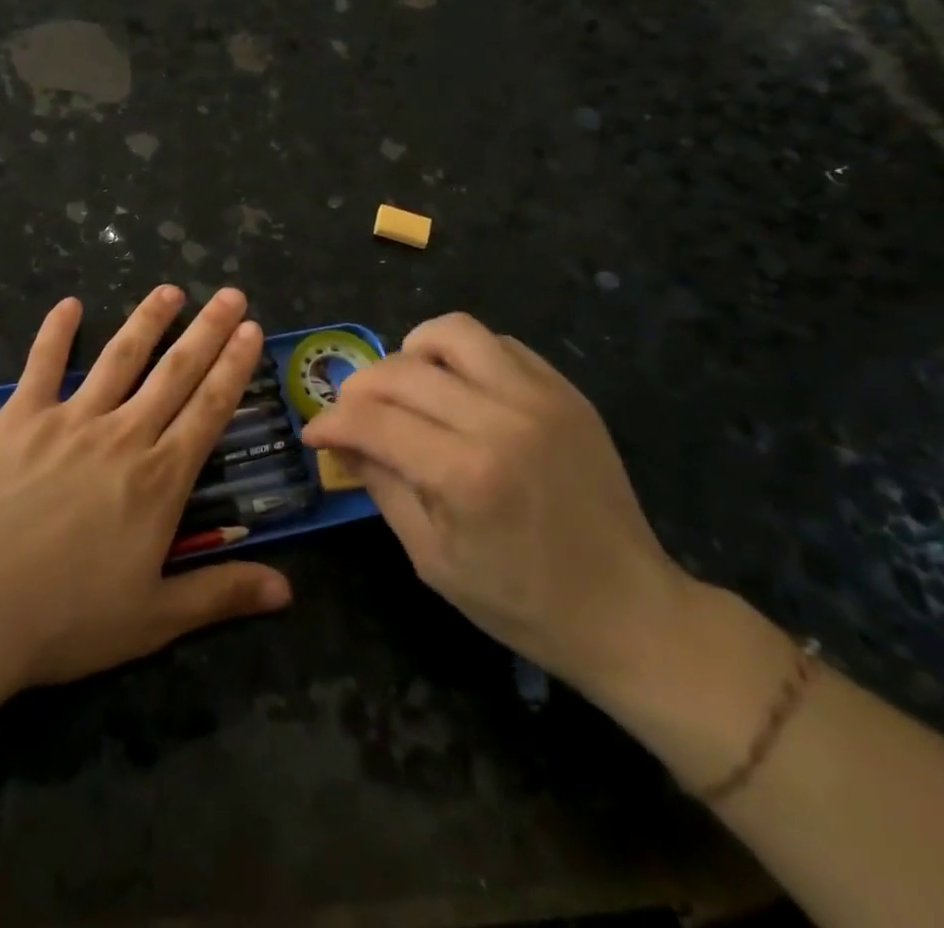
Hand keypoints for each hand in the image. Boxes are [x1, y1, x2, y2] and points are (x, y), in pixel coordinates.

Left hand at [0, 285, 291, 694]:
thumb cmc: (66, 618)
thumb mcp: (154, 618)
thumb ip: (221, 594)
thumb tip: (287, 591)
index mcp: (159, 479)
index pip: (209, 410)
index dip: (234, 368)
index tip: (251, 332)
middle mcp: (123, 435)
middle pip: (174, 372)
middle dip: (207, 331)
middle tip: (230, 295)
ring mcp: (71, 419)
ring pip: (119, 357)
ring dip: (147, 320)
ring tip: (170, 290)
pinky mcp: (21, 417)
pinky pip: (43, 364)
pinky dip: (55, 331)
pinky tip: (69, 304)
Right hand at [301, 313, 689, 697]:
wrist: (629, 611)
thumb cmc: (521, 601)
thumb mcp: (432, 557)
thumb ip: (381, 486)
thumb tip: (339, 439)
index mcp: (464, 473)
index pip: (371, 420)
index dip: (330, 422)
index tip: (315, 434)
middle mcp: (500, 420)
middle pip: (400, 370)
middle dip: (358, 389)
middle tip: (352, 416)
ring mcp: (539, 398)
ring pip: (452, 332)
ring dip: (411, 354)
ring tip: (407, 387)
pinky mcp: (565, 392)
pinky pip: (500, 344)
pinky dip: (463, 356)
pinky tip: (459, 390)